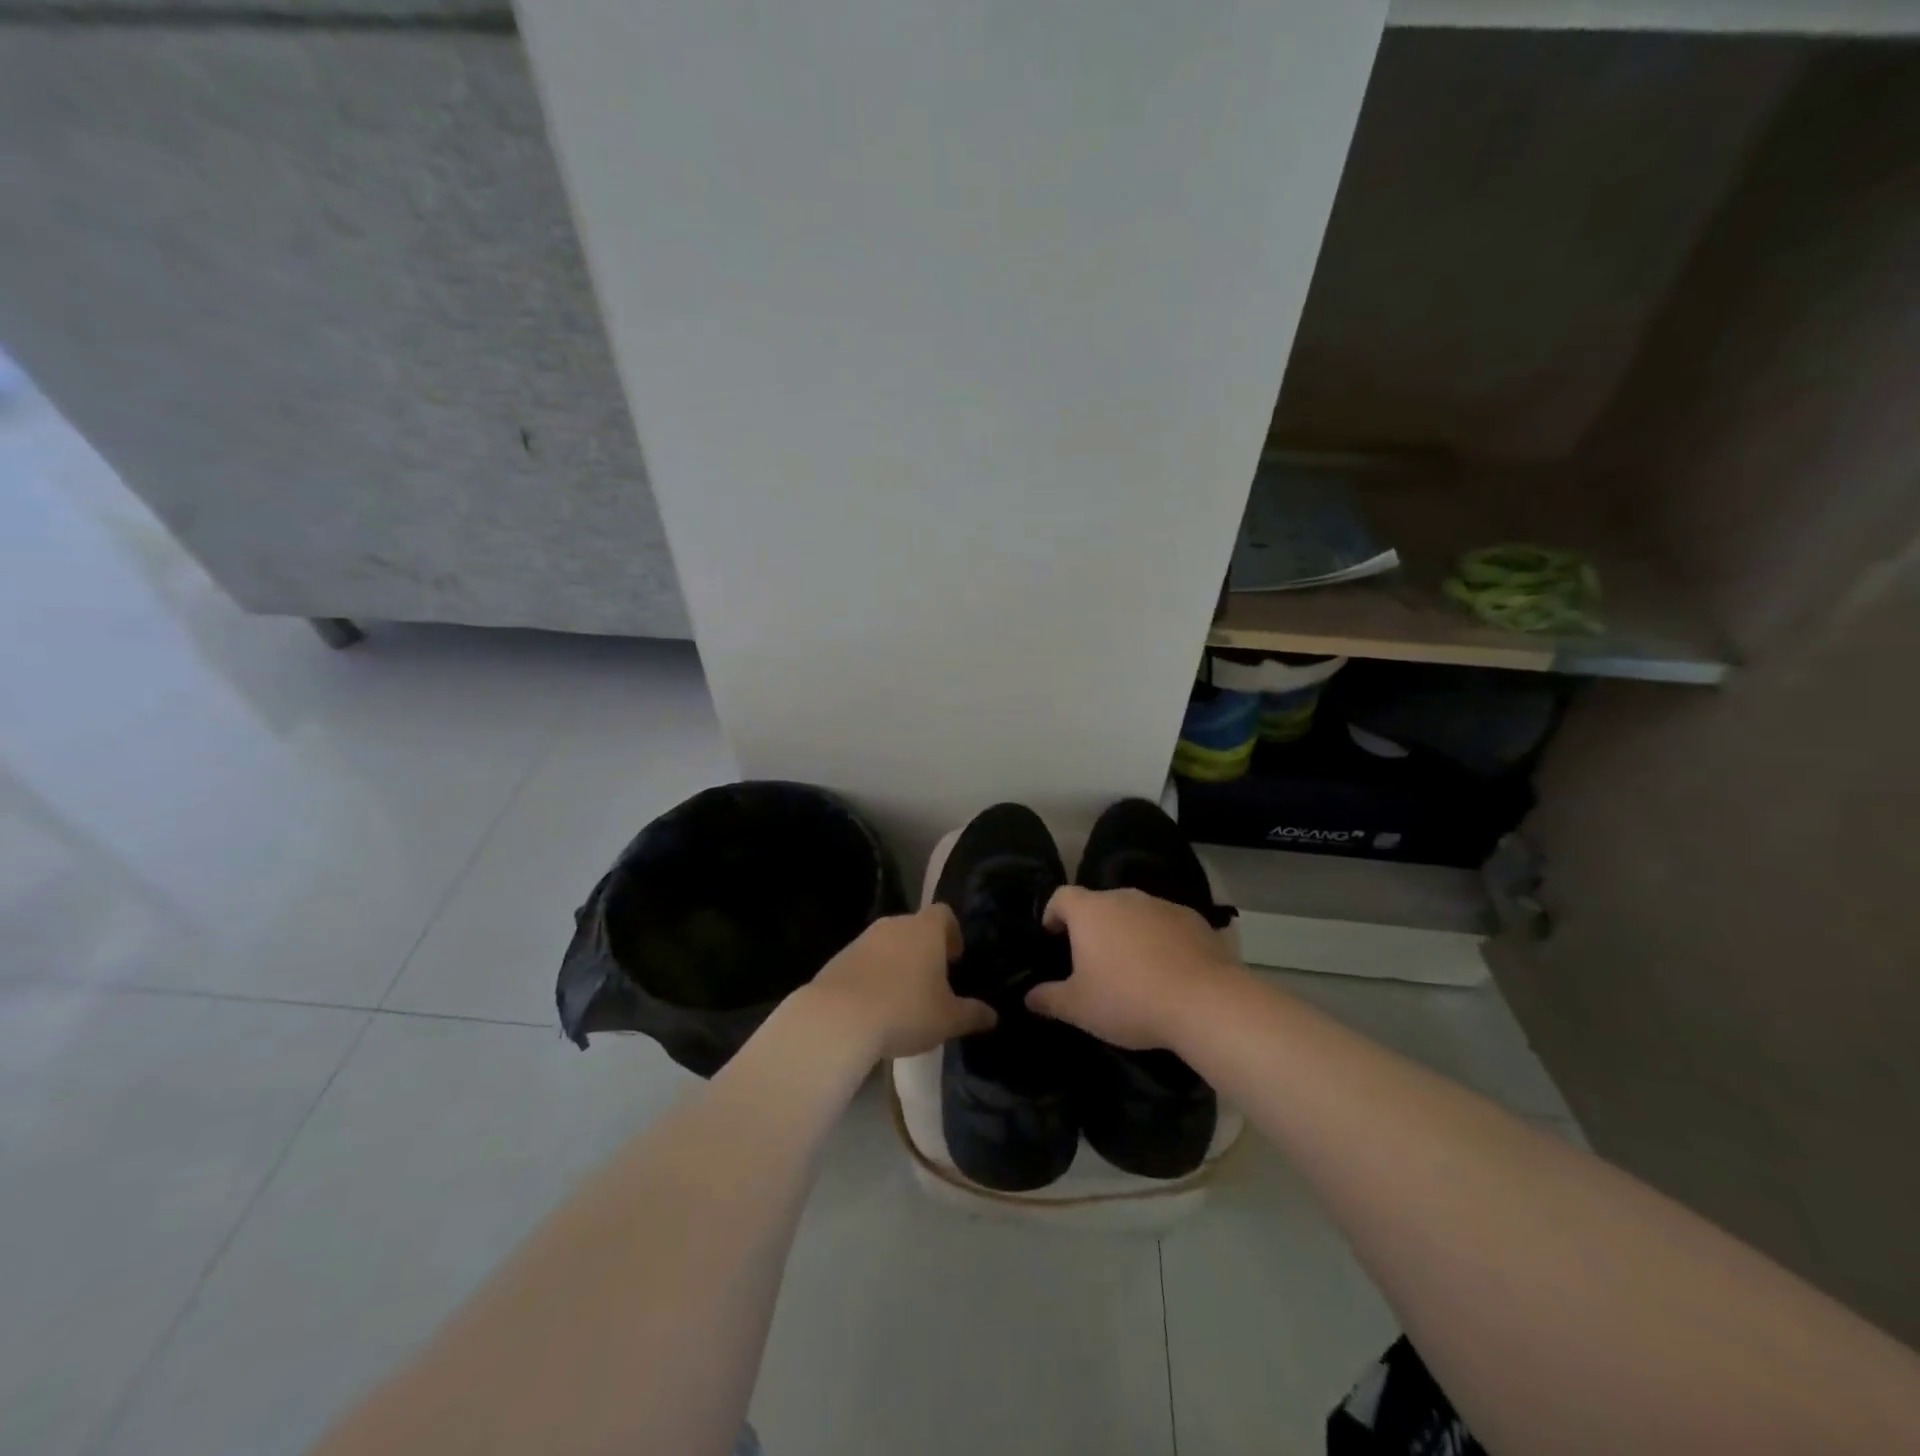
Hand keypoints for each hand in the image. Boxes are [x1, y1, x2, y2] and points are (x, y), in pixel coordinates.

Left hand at [804, 904, 996, 1060]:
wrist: (837, 1018)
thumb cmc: (905, 1010)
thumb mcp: (948, 1019)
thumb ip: (973, 1014)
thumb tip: (992, 1016)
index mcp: (925, 930)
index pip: (944, 914)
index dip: (952, 932)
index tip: (955, 957)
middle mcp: (894, 925)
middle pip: (915, 927)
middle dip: (925, 949)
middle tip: (932, 980)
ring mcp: (863, 940)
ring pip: (888, 943)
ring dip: (898, 961)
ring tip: (903, 995)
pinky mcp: (839, 958)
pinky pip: (865, 960)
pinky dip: (873, 975)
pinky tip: (875, 1005)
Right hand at [1026, 886, 1240, 1050]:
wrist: (1205, 1002)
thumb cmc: (1129, 999)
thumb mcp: (1079, 1008)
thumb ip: (1049, 999)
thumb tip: (1029, 996)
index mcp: (1091, 911)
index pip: (1061, 897)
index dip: (1052, 913)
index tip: (1052, 936)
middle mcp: (1125, 898)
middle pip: (1100, 904)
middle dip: (1093, 927)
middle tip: (1092, 961)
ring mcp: (1162, 906)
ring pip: (1135, 914)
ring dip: (1128, 933)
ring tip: (1132, 969)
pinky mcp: (1195, 920)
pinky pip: (1167, 925)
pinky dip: (1161, 941)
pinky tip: (1168, 971)